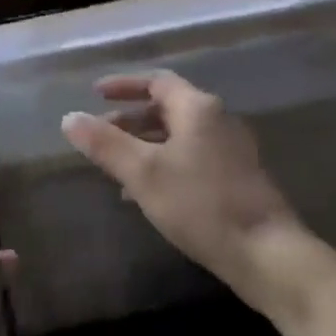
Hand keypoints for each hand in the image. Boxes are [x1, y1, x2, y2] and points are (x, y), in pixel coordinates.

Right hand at [62, 71, 317, 323]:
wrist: (267, 253)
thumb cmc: (200, 205)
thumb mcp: (143, 173)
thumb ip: (105, 144)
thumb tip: (69, 118)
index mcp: (198, 109)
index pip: (157, 82)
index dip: (124, 85)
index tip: (95, 94)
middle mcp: (218, 120)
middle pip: (168, 108)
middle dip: (131, 118)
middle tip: (101, 134)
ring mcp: (231, 150)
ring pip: (179, 136)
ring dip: (145, 144)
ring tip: (116, 167)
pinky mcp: (237, 177)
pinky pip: (191, 157)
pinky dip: (164, 163)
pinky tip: (147, 193)